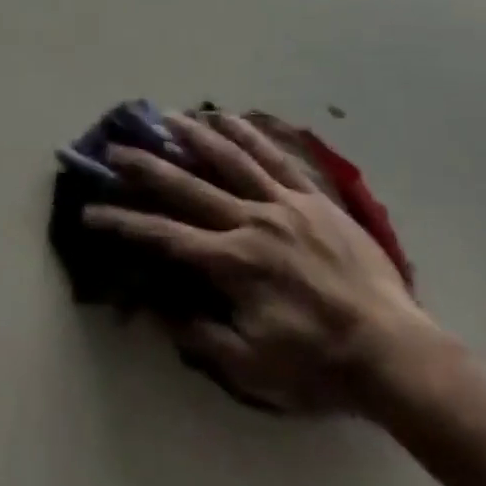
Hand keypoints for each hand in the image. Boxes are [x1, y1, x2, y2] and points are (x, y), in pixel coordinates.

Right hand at [86, 112, 436, 416]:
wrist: (392, 351)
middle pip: (189, 187)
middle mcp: (252, 221)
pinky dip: (249, 134)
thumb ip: (202, 335)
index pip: (166, 236)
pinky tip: (228, 117)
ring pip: (231, 159)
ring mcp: (285, 203)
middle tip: (116, 147)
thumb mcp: (253, 369)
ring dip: (194, 136)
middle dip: (147, 167)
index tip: (92, 211)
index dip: (124, 223)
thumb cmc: (319, 365)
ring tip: (166, 117)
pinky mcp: (313, 197)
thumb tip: (157, 308)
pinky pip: (276, 157)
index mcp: (234, 263)